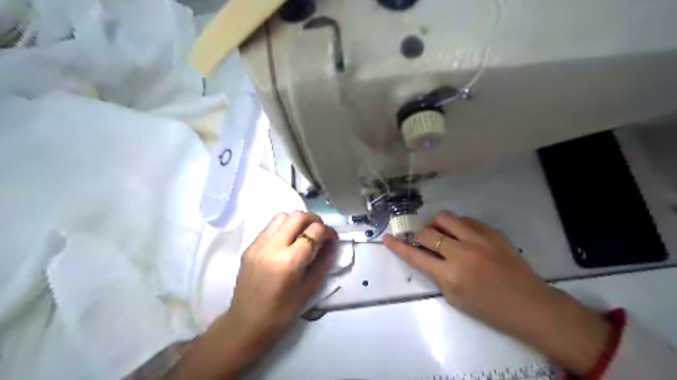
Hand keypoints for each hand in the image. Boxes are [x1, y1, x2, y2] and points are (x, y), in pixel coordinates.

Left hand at [166, 212, 335, 377]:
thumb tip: (332, 244)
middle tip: (320, 232)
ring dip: (296, 221)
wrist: (246, 324)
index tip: (332, 238)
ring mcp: (258, 245)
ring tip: (302, 234)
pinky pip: (269, 227)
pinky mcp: (249, 247)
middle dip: (314, 220)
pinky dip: (282, 228)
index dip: (328, 231)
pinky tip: (286, 242)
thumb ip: (324, 262)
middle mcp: (273, 247)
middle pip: (297, 216)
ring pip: (282, 216)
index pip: (314, 231)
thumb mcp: (310, 288)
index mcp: (290, 261)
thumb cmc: (283, 312)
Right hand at [384, 211, 611, 376]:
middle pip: (427, 233)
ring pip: (444, 218)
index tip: (386, 238)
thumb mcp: (455, 298)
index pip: (415, 256)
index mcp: (450, 276)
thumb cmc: (489, 309)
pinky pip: (465, 220)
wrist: (530, 305)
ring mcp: (478, 239)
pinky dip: (456, 226)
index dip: (398, 246)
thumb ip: (437, 275)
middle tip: (422, 242)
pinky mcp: (491, 232)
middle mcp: (461, 253)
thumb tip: (426, 256)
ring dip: (436, 225)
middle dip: (418, 236)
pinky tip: (461, 235)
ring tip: (441, 234)